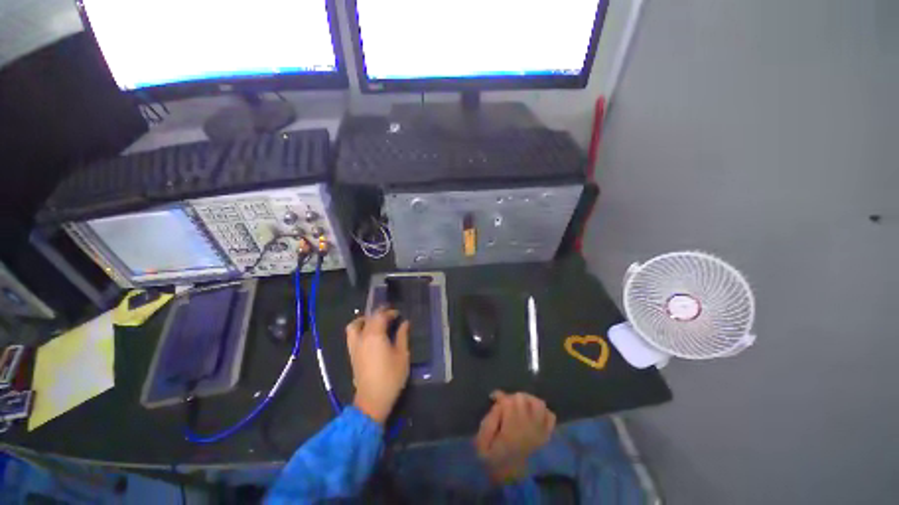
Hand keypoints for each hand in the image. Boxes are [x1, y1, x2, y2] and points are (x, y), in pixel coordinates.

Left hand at [346, 308, 409, 423]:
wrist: (372, 400)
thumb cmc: (391, 377)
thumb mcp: (402, 355)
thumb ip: (402, 336)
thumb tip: (404, 323)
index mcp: (375, 335)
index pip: (380, 316)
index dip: (389, 312)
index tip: (398, 314)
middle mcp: (362, 338)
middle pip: (368, 318)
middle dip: (379, 314)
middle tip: (390, 315)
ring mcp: (355, 346)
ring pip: (354, 326)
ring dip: (364, 320)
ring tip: (375, 322)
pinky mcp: (352, 355)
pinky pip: (352, 335)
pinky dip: (359, 329)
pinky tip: (370, 335)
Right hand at [475, 391, 555, 482]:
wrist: (513, 482)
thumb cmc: (495, 462)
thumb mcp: (483, 445)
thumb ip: (488, 422)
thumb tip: (497, 406)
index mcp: (511, 427)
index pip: (508, 401)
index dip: (499, 396)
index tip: (493, 398)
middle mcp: (528, 425)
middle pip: (522, 398)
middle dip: (511, 398)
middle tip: (505, 405)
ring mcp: (539, 430)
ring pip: (538, 403)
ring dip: (528, 401)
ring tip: (520, 406)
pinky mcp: (547, 436)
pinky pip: (550, 416)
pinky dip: (543, 411)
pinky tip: (534, 415)